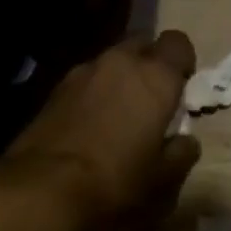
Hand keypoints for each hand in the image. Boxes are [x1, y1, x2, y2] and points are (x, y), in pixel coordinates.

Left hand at [4, 32, 201, 230]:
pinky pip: (87, 79)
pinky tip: (90, 123)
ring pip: (111, 61)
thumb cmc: (116, 180)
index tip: (181, 86)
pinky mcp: (56, 87)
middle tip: (151, 99)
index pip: (178, 42)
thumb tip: (186, 141)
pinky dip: (94, 91)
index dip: (182, 61)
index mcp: (155, 76)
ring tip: (118, 113)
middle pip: (142, 45)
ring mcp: (84, 71)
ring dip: (120, 77)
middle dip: (149, 64)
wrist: (44, 187)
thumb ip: (182, 153)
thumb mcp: (162, 177)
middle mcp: (120, 62)